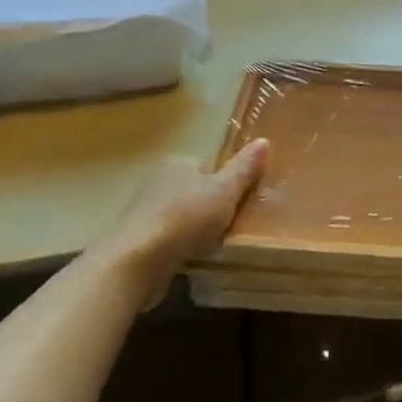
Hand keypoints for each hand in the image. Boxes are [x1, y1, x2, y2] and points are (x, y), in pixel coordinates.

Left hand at [107, 140, 269, 307]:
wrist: (137, 261)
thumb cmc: (186, 218)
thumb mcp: (225, 191)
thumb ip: (244, 168)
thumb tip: (264, 140)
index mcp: (179, 162)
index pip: (211, 165)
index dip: (229, 182)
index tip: (244, 201)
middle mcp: (159, 180)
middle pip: (197, 190)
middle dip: (213, 206)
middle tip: (235, 225)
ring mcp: (145, 211)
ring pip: (183, 215)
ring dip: (197, 229)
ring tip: (217, 245)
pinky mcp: (139, 239)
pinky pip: (170, 238)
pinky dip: (182, 246)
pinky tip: (194, 259)